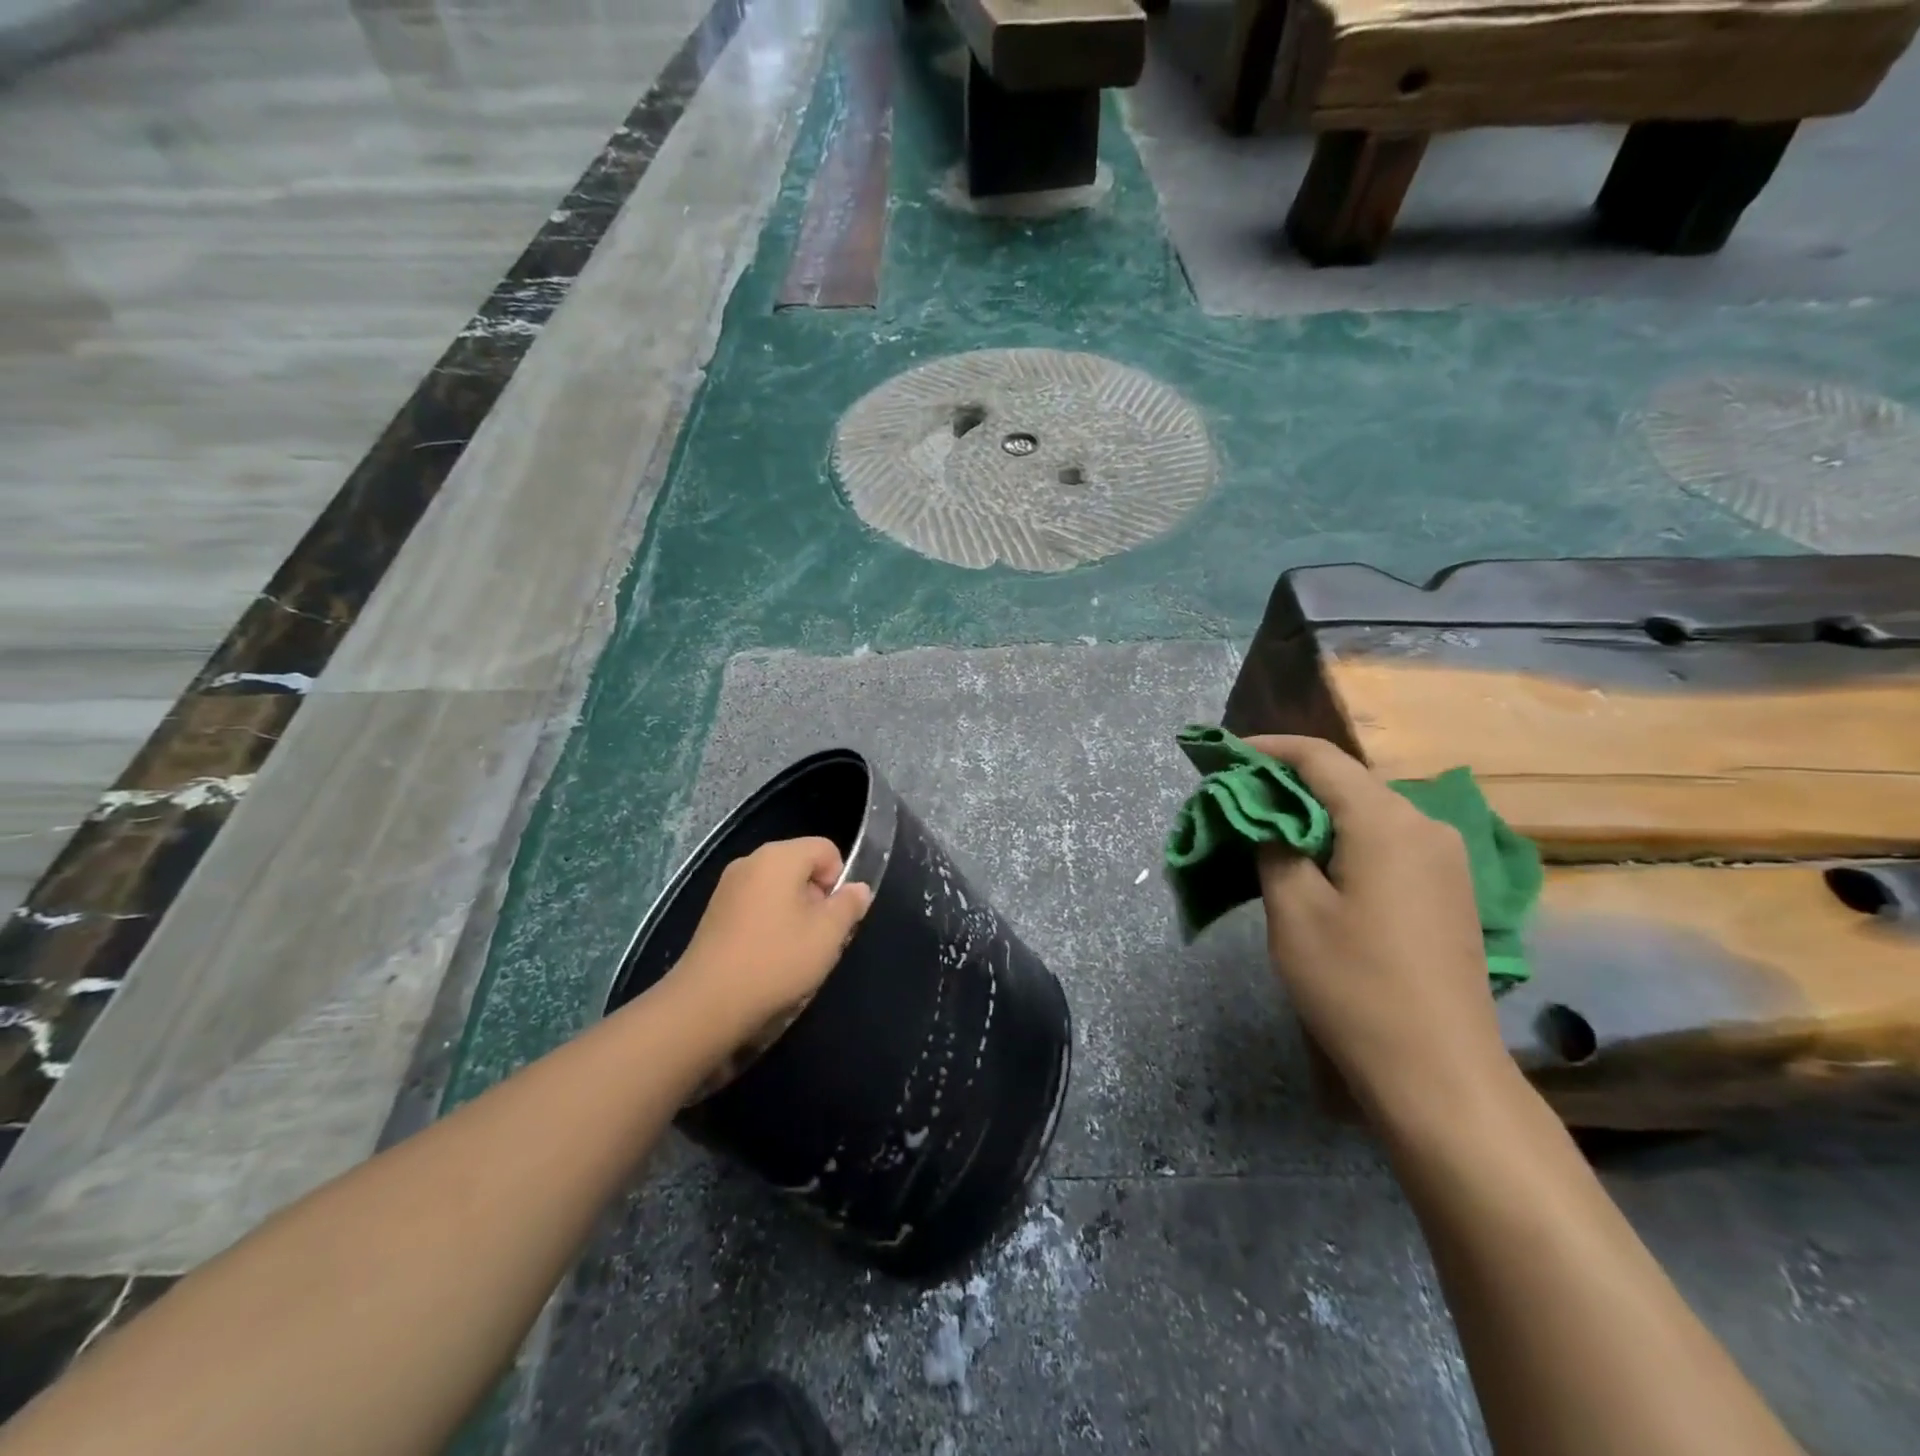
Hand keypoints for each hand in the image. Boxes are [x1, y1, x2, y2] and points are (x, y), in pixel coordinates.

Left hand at [663, 836, 872, 1051]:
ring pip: (779, 888)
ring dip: (795, 913)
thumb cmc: (776, 960)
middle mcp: (751, 861)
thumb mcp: (828, 934)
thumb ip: (849, 905)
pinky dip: (770, 923)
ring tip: (795, 951)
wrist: (707, 1004)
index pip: (826, 849)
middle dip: (817, 897)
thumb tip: (858, 888)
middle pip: (801, 866)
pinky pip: (756, 905)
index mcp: (779, 856)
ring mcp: (728, 886)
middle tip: (819, 937)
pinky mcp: (715, 912)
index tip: (835, 916)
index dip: (840, 879)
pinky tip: (769, 957)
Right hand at [1243, 735, 1515, 1126]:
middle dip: (1287, 783)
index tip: (1224, 755)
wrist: (1440, 1072)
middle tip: (1236, 799)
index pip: (1321, 758)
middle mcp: (1425, 826)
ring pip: (1367, 812)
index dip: (1268, 749)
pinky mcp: (1449, 889)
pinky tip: (1315, 863)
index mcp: (1386, 822)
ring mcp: (1445, 859)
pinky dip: (1343, 838)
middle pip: (1347, 781)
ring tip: (1266, 830)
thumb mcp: (1294, 912)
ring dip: (1315, 813)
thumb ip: (1273, 848)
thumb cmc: (1355, 986)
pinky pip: (1387, 841)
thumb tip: (1264, 817)